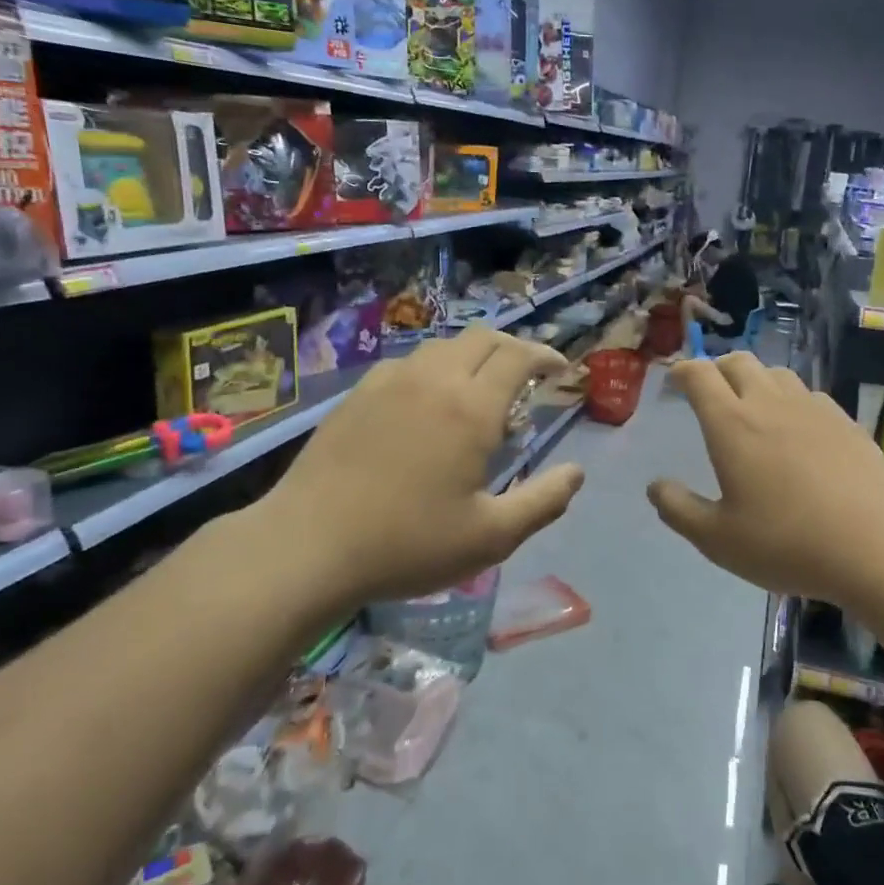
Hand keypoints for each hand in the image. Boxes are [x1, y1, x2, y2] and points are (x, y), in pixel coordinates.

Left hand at [264, 329, 584, 607]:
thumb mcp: (491, 537)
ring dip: (473, 357)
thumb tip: (576, 472)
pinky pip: (409, 364)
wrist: (307, 546)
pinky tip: (428, 403)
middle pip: (483, 338)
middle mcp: (433, 380)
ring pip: (443, 347)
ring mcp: (389, 382)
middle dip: (514, 348)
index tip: (560, 370)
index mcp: (471, 408)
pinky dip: (435, 369)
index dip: (545, 355)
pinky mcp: (357, 395)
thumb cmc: (408, 544)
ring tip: (480, 391)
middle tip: (528, 376)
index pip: (518, 356)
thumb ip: (543, 502)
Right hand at [648, 355, 883, 606]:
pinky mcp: (846, 422)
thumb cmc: (786, 543)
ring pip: (777, 373)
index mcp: (731, 424)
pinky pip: (809, 395)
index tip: (675, 380)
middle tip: (710, 390)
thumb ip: (679, 509)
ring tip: (752, 405)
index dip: (683, 371)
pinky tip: (797, 428)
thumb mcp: (717, 539)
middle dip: (717, 368)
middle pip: (738, 362)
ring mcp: (813, 408)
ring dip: (756, 379)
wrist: (876, 546)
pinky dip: (791, 399)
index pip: (700, 375)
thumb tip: (655, 486)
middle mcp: (769, 404)